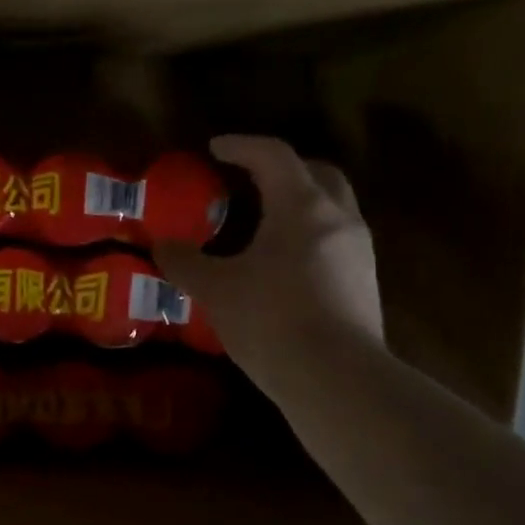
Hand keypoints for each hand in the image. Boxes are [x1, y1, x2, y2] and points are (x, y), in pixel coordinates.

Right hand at [154, 136, 382, 391]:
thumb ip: (184, 262)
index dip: (241, 146)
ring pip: (330, 207)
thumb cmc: (270, 319)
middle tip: (249, 179)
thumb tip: (161, 245)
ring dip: (298, 202)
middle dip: (281, 168)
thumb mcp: (214, 289)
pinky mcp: (363, 281)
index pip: (273, 155)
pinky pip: (334, 239)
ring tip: (262, 223)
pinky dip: (307, 235)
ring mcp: (357, 250)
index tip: (215, 148)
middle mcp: (338, 217)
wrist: (335, 378)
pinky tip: (282, 264)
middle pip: (316, 172)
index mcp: (301, 206)